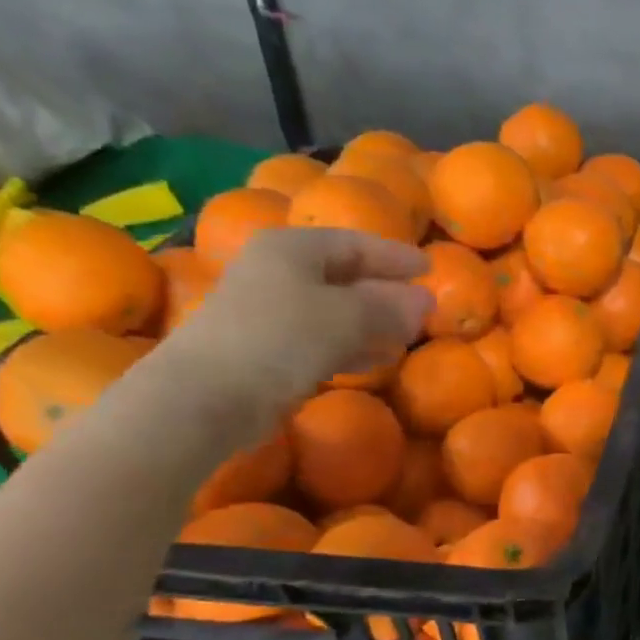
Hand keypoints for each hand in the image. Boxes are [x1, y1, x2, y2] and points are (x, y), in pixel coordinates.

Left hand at [157, 227, 431, 428]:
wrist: (209, 396)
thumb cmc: (281, 338)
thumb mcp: (348, 316)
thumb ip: (390, 306)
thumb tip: (426, 300)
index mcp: (292, 248)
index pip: (355, 243)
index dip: (395, 256)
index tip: (430, 269)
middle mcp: (278, 272)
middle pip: (344, 275)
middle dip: (386, 291)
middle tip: (422, 306)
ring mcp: (270, 311)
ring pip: (335, 309)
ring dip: (373, 322)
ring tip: (407, 336)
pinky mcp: (268, 348)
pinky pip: (323, 338)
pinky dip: (353, 345)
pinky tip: (376, 360)